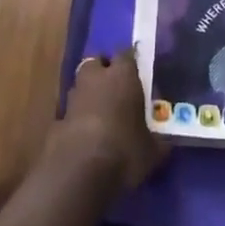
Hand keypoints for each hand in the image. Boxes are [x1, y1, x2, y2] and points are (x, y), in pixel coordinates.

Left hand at [48, 47, 165, 193]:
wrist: (79, 171)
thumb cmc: (124, 150)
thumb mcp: (152, 151)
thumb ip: (158, 140)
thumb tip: (166, 142)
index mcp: (122, 75)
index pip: (127, 54)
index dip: (131, 63)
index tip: (138, 73)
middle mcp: (96, 77)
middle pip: (98, 62)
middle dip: (104, 71)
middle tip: (116, 87)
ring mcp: (74, 96)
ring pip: (82, 83)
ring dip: (89, 92)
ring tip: (101, 111)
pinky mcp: (58, 118)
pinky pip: (71, 109)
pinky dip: (78, 116)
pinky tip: (86, 133)